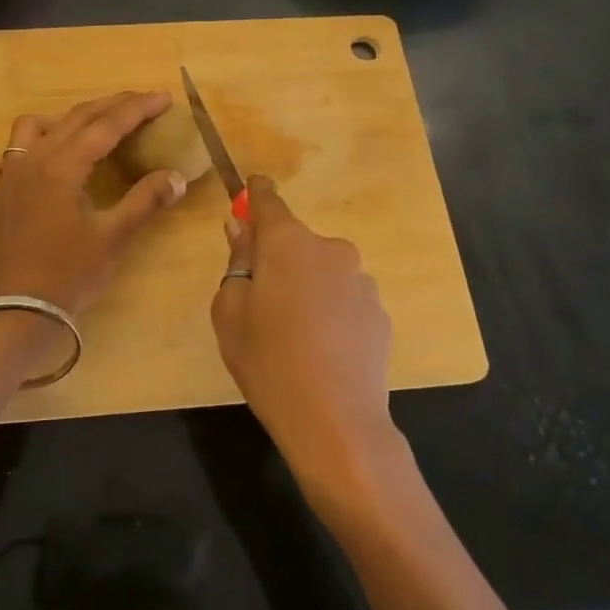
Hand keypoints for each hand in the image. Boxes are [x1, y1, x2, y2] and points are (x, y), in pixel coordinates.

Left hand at [0, 89, 187, 317]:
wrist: (22, 314)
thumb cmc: (72, 275)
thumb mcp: (115, 237)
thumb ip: (146, 200)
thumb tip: (177, 176)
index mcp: (63, 167)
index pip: (106, 126)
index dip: (137, 109)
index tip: (163, 98)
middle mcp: (32, 162)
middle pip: (74, 119)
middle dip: (110, 106)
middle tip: (141, 102)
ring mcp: (6, 180)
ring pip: (28, 130)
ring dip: (59, 122)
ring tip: (83, 130)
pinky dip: (9, 158)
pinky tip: (25, 166)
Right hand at [210, 175, 398, 494]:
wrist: (336, 422)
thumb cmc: (268, 361)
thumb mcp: (230, 312)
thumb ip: (237, 262)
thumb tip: (241, 228)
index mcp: (288, 243)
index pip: (268, 202)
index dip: (257, 194)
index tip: (252, 187)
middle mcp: (330, 249)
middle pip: (296, 242)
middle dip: (279, 258)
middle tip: (262, 301)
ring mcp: (361, 280)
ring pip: (322, 271)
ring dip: (307, 286)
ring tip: (296, 334)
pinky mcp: (379, 311)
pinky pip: (344, 298)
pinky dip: (331, 310)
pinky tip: (323, 348)